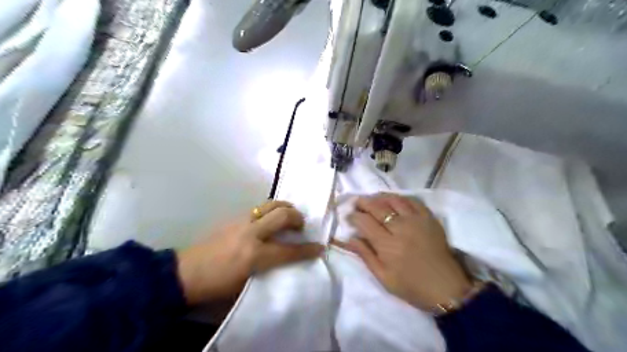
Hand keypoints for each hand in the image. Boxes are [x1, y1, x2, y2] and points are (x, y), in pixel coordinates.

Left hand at [175, 201, 323, 304]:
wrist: (186, 272)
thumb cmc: (217, 285)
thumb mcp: (247, 283)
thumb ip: (270, 268)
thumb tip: (287, 258)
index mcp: (254, 256)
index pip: (289, 250)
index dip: (307, 249)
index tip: (319, 247)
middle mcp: (251, 234)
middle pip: (282, 215)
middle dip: (297, 218)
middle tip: (300, 226)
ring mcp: (241, 222)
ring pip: (270, 205)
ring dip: (285, 208)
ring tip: (289, 216)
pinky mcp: (234, 217)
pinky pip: (259, 208)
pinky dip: (271, 210)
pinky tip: (269, 220)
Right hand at [333, 193, 470, 310]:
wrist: (446, 288)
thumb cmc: (411, 286)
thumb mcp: (383, 277)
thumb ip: (365, 255)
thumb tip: (349, 238)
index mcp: (387, 245)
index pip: (365, 222)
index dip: (354, 216)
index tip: (349, 216)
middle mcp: (401, 228)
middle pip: (377, 207)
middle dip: (363, 202)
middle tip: (357, 203)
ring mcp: (416, 221)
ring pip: (394, 199)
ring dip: (380, 197)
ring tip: (373, 199)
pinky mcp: (429, 218)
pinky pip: (412, 200)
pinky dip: (400, 197)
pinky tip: (394, 200)